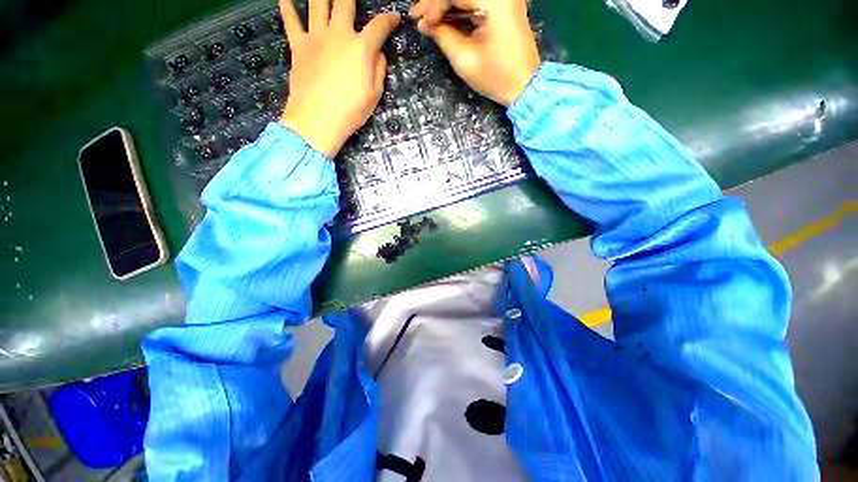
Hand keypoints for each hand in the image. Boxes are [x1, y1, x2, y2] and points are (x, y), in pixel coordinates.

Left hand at [278, 0, 399, 156]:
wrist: (317, 119)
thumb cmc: (350, 111)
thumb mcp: (374, 96)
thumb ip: (379, 71)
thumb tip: (379, 54)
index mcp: (361, 48)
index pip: (379, 26)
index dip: (389, 19)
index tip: (395, 18)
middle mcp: (338, 33)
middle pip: (345, 2)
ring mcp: (316, 37)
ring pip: (317, 3)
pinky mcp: (298, 45)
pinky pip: (290, 20)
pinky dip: (287, 7)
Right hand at [409, 0, 539, 105]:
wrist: (525, 86)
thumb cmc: (495, 77)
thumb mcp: (465, 59)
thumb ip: (443, 36)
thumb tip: (424, 24)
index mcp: (494, 0)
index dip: (432, 6)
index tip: (418, 22)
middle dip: (436, 3)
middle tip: (418, 17)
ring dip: (446, 5)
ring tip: (428, 20)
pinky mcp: (504, 7)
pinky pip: (476, 2)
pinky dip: (459, 9)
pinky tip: (445, 20)